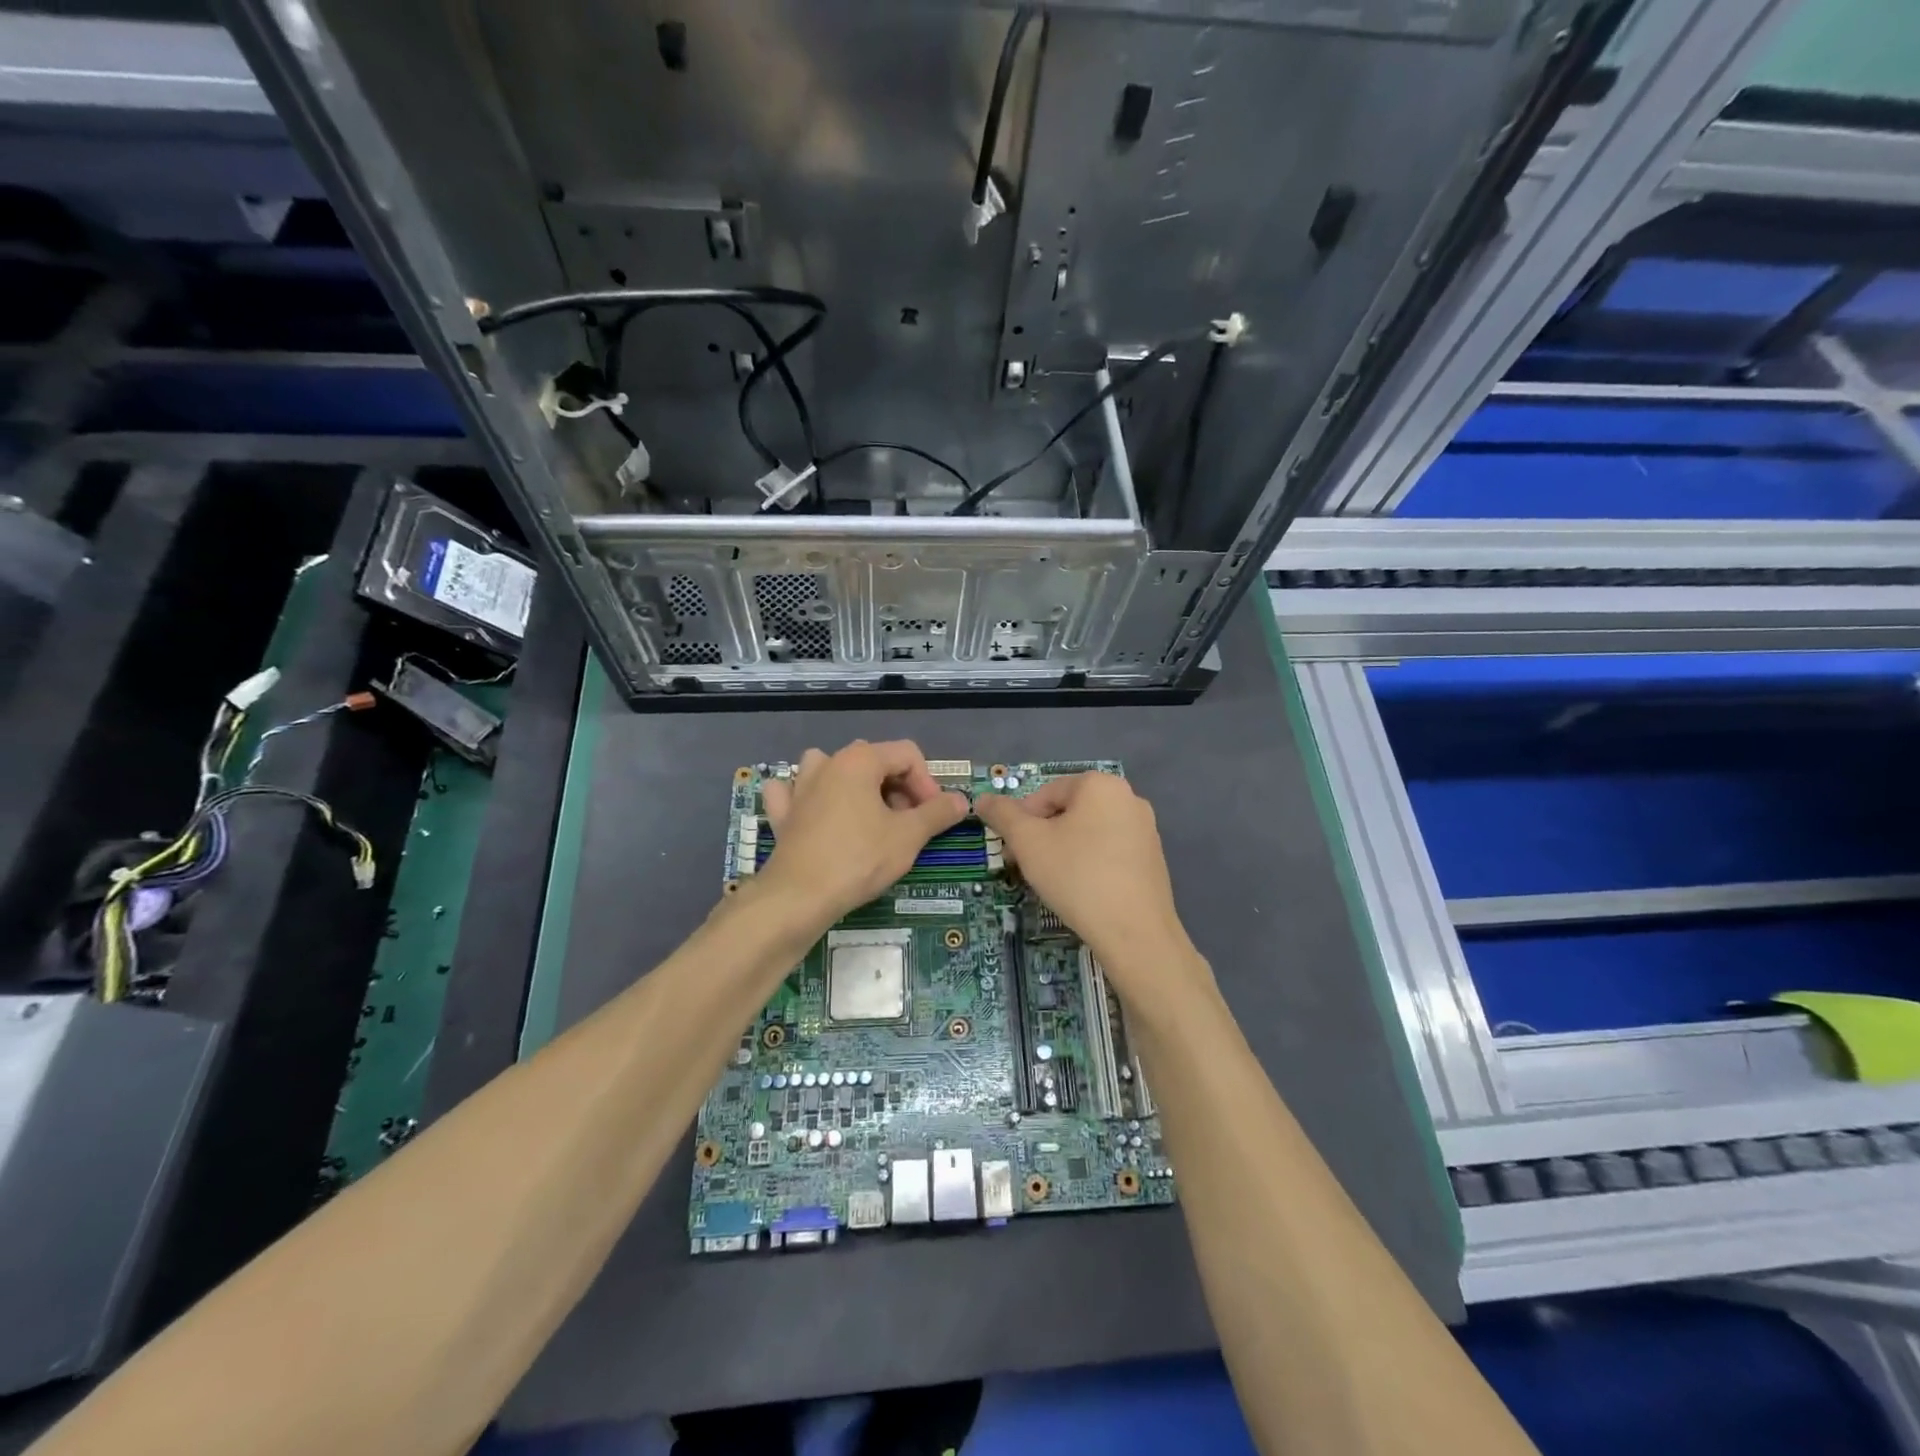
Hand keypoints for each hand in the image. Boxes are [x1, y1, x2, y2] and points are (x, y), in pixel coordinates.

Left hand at [759, 741, 967, 927]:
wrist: (799, 897)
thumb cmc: (859, 859)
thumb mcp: (909, 836)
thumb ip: (937, 813)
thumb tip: (961, 800)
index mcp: (860, 760)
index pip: (907, 755)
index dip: (927, 783)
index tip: (933, 815)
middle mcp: (828, 763)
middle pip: (874, 761)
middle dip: (897, 788)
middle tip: (908, 824)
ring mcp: (799, 787)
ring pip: (832, 770)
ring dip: (854, 786)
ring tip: (868, 816)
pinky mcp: (782, 813)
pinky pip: (794, 793)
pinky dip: (806, 798)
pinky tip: (815, 814)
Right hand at [974, 774, 1204, 1008]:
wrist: (1135, 933)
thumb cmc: (1077, 876)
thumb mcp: (1028, 842)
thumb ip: (1003, 815)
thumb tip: (983, 799)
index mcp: (1101, 784)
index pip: (1045, 793)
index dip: (1021, 822)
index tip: (1013, 853)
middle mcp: (1128, 798)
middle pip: (1068, 811)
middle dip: (1041, 837)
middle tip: (1027, 868)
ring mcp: (1145, 829)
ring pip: (1088, 832)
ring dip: (1063, 851)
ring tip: (1053, 882)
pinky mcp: (1153, 859)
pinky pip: (1109, 851)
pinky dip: (1089, 864)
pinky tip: (1082, 891)